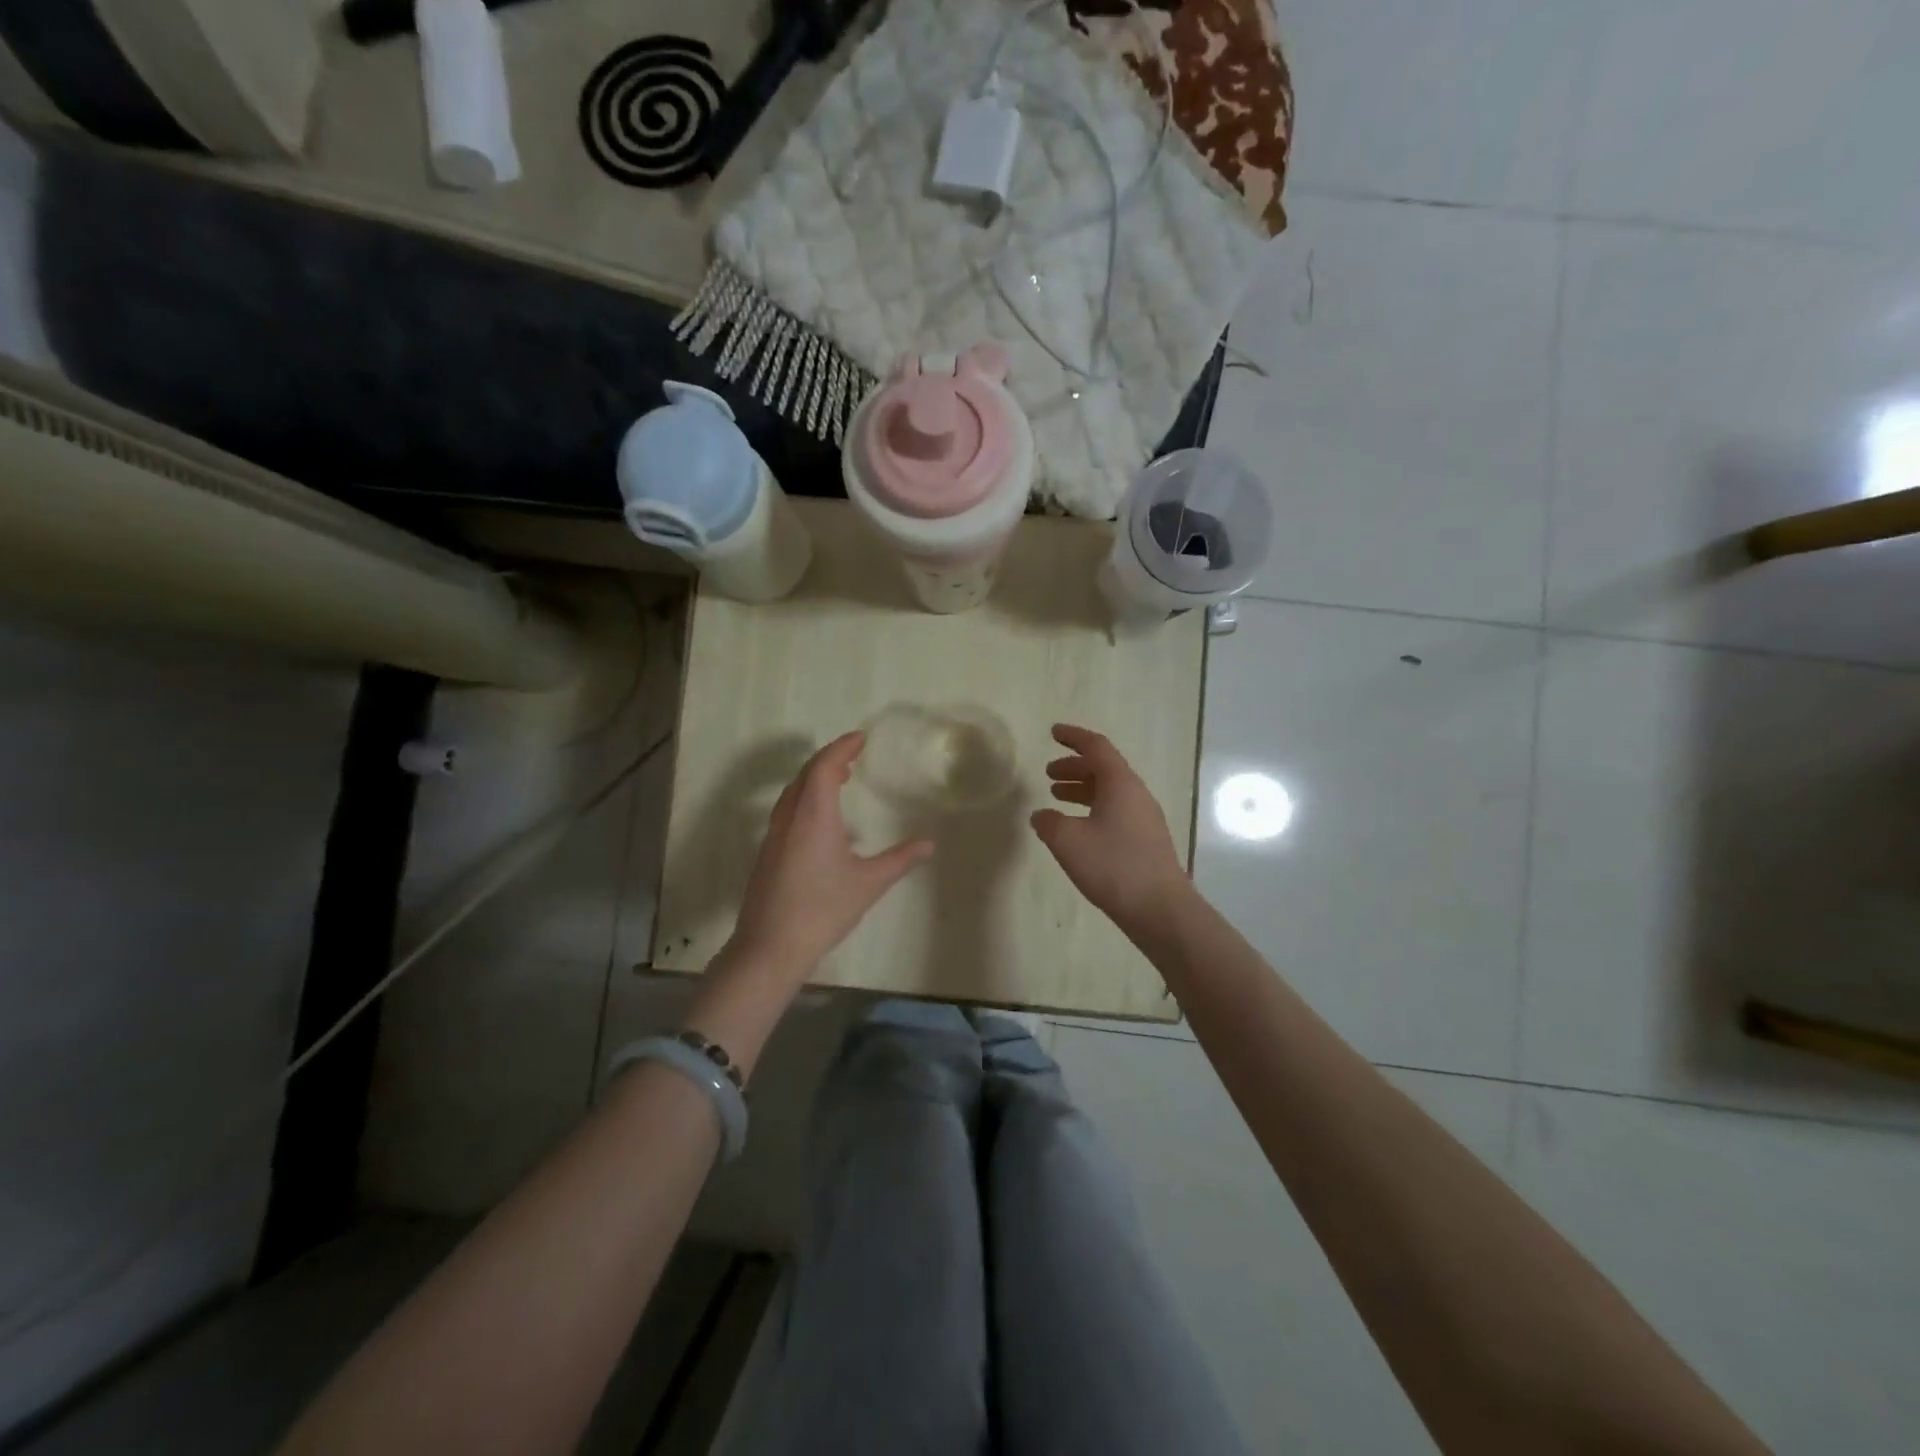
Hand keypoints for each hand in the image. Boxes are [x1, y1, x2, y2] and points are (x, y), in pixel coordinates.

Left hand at [730, 732, 933, 978]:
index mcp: (813, 815)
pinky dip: (805, 798)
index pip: (824, 766)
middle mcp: (789, 817)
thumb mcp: (869, 883)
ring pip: (792, 793)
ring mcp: (774, 835)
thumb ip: (900, 859)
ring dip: (814, 778)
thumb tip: (929, 844)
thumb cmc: (823, 909)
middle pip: (805, 775)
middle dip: (828, 759)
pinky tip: (821, 820)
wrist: (771, 947)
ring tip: (839, 780)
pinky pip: (787, 810)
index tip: (860, 738)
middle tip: (853, 756)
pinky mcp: (768, 853)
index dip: (841, 748)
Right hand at [1031, 723, 1190, 936]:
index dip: (1073, 737)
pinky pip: (1116, 811)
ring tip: (1057, 798)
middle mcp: (1136, 794)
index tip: (1053, 732)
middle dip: (1074, 766)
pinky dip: (1093, 809)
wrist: (1160, 909)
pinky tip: (1078, 829)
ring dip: (1083, 789)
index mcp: (1120, 784)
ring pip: (1110, 791)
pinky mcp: (1146, 840)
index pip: (1096, 747)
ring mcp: (1145, 818)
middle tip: (1049, 774)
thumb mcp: (1068, 841)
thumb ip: (1049, 823)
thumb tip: (1041, 815)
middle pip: (1104, 768)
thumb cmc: (1113, 866)